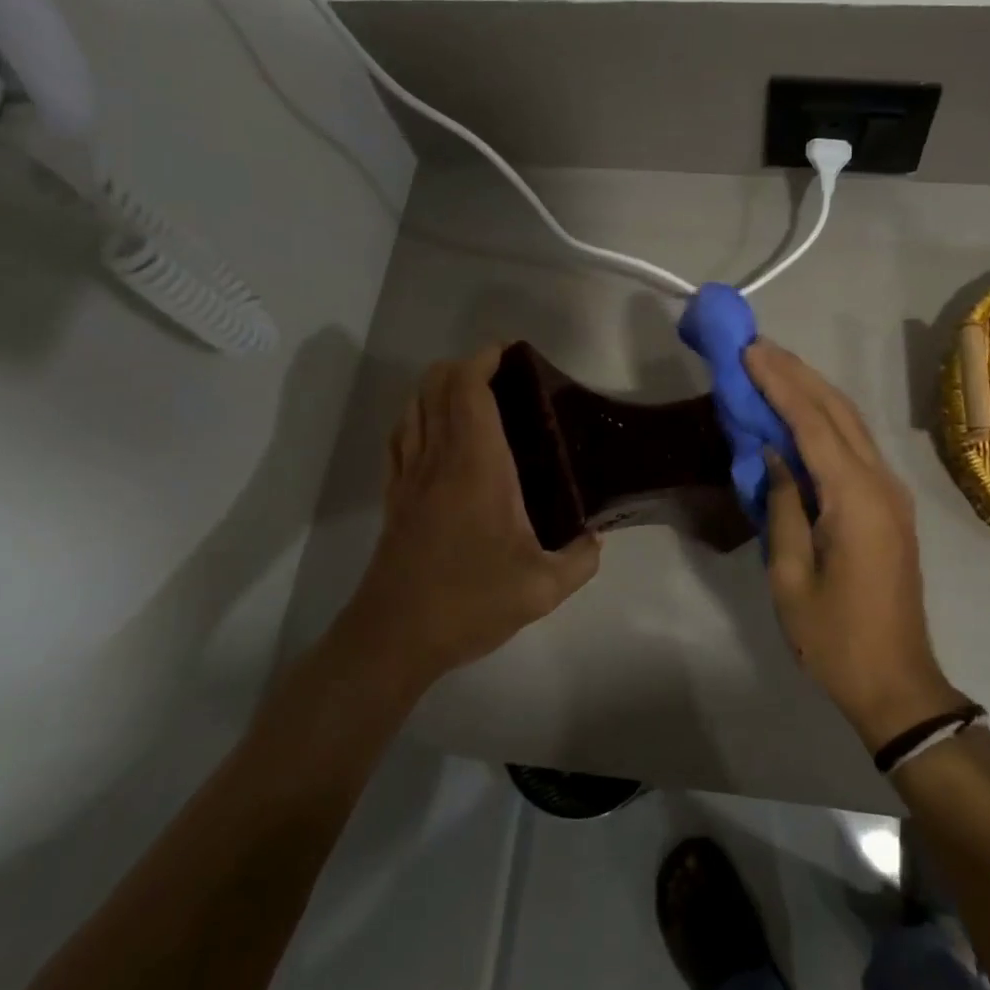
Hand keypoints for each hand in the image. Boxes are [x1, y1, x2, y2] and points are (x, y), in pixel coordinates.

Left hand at [340, 346, 600, 688]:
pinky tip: (434, 431)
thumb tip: (594, 539)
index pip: (468, 390)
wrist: (394, 637)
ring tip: (471, 395)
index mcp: (477, 466)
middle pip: (436, 386)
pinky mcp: (394, 496)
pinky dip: (416, 417)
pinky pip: (400, 437)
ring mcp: (409, 475)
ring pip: (413, 406)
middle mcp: (438, 458)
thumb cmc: (470, 602)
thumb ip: (580, 559)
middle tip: (501, 375)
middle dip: (463, 366)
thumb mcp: (542, 588)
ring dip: (437, 387)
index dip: (483, 359)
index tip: (508, 352)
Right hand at [746, 340, 965, 752]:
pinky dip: (826, 421)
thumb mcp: (789, 577)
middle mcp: (881, 483)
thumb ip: (782, 507)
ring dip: (814, 391)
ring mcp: (891, 493)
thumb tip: (774, 455)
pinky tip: (801, 413)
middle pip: (838, 411)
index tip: (750, 352)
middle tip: (758, 346)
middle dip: (798, 374)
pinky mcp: (889, 506)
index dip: (779, 384)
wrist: (897, 683)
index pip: (812, 423)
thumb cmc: (834, 638)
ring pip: (851, 424)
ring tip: (775, 366)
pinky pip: (856, 448)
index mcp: (855, 499)